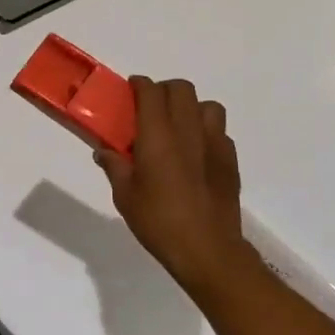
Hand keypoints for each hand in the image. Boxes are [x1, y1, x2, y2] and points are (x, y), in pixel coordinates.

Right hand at [96, 76, 253, 292]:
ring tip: (177, 128)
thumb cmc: (159, 221)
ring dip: (190, 108)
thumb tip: (103, 151)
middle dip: (164, 90)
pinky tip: (196, 154)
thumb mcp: (125, 196)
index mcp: (158, 136)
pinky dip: (206, 132)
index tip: (131, 89)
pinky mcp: (230, 160)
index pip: (151, 92)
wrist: (207, 249)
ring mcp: (215, 144)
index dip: (140, 85)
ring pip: (207, 106)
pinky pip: (220, 132)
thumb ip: (114, 167)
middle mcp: (188, 131)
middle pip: (181, 89)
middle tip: (150, 108)